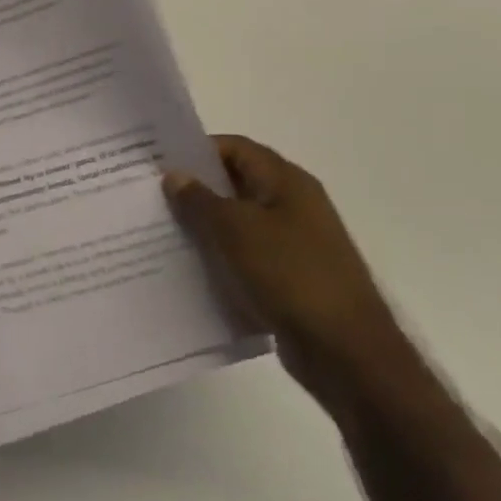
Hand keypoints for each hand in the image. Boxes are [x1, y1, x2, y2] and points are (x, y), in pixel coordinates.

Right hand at [164, 137, 401, 406]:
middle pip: (237, 183)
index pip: (235, 147)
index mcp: (287, 181)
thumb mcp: (234, 230)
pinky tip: (194, 269)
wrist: (346, 352)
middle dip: (197, 190)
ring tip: (165, 233)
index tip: (159, 164)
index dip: (197, 151)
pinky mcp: (293, 277)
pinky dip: (223, 258)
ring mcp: (297, 242)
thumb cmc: (290, 275)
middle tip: (154, 197)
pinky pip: (249, 256)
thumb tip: (175, 175)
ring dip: (207, 227)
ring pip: (240, 222)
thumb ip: (199, 199)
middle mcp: (295, 204)